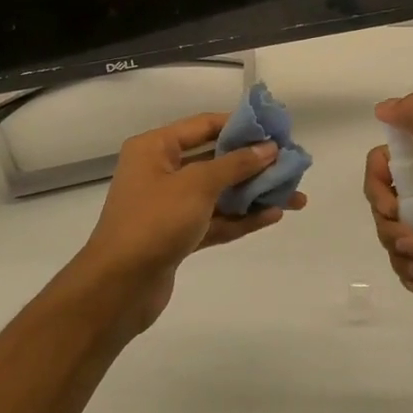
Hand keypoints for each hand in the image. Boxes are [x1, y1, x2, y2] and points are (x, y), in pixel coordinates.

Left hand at [71, 113, 305, 334]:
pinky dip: (242, 218)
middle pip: (215, 159)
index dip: (241, 126)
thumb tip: (268, 148)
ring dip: (254, 193)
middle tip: (291, 164)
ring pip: (219, 193)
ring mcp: (170, 206)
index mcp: (155, 148)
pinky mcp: (178, 236)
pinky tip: (273, 216)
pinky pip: (216, 219)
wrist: (119, 287)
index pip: (204, 125)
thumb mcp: (197, 185)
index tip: (276, 130)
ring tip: (294, 196)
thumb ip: (235, 165)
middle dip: (253, 163)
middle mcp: (161, 172)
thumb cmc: (154, 222)